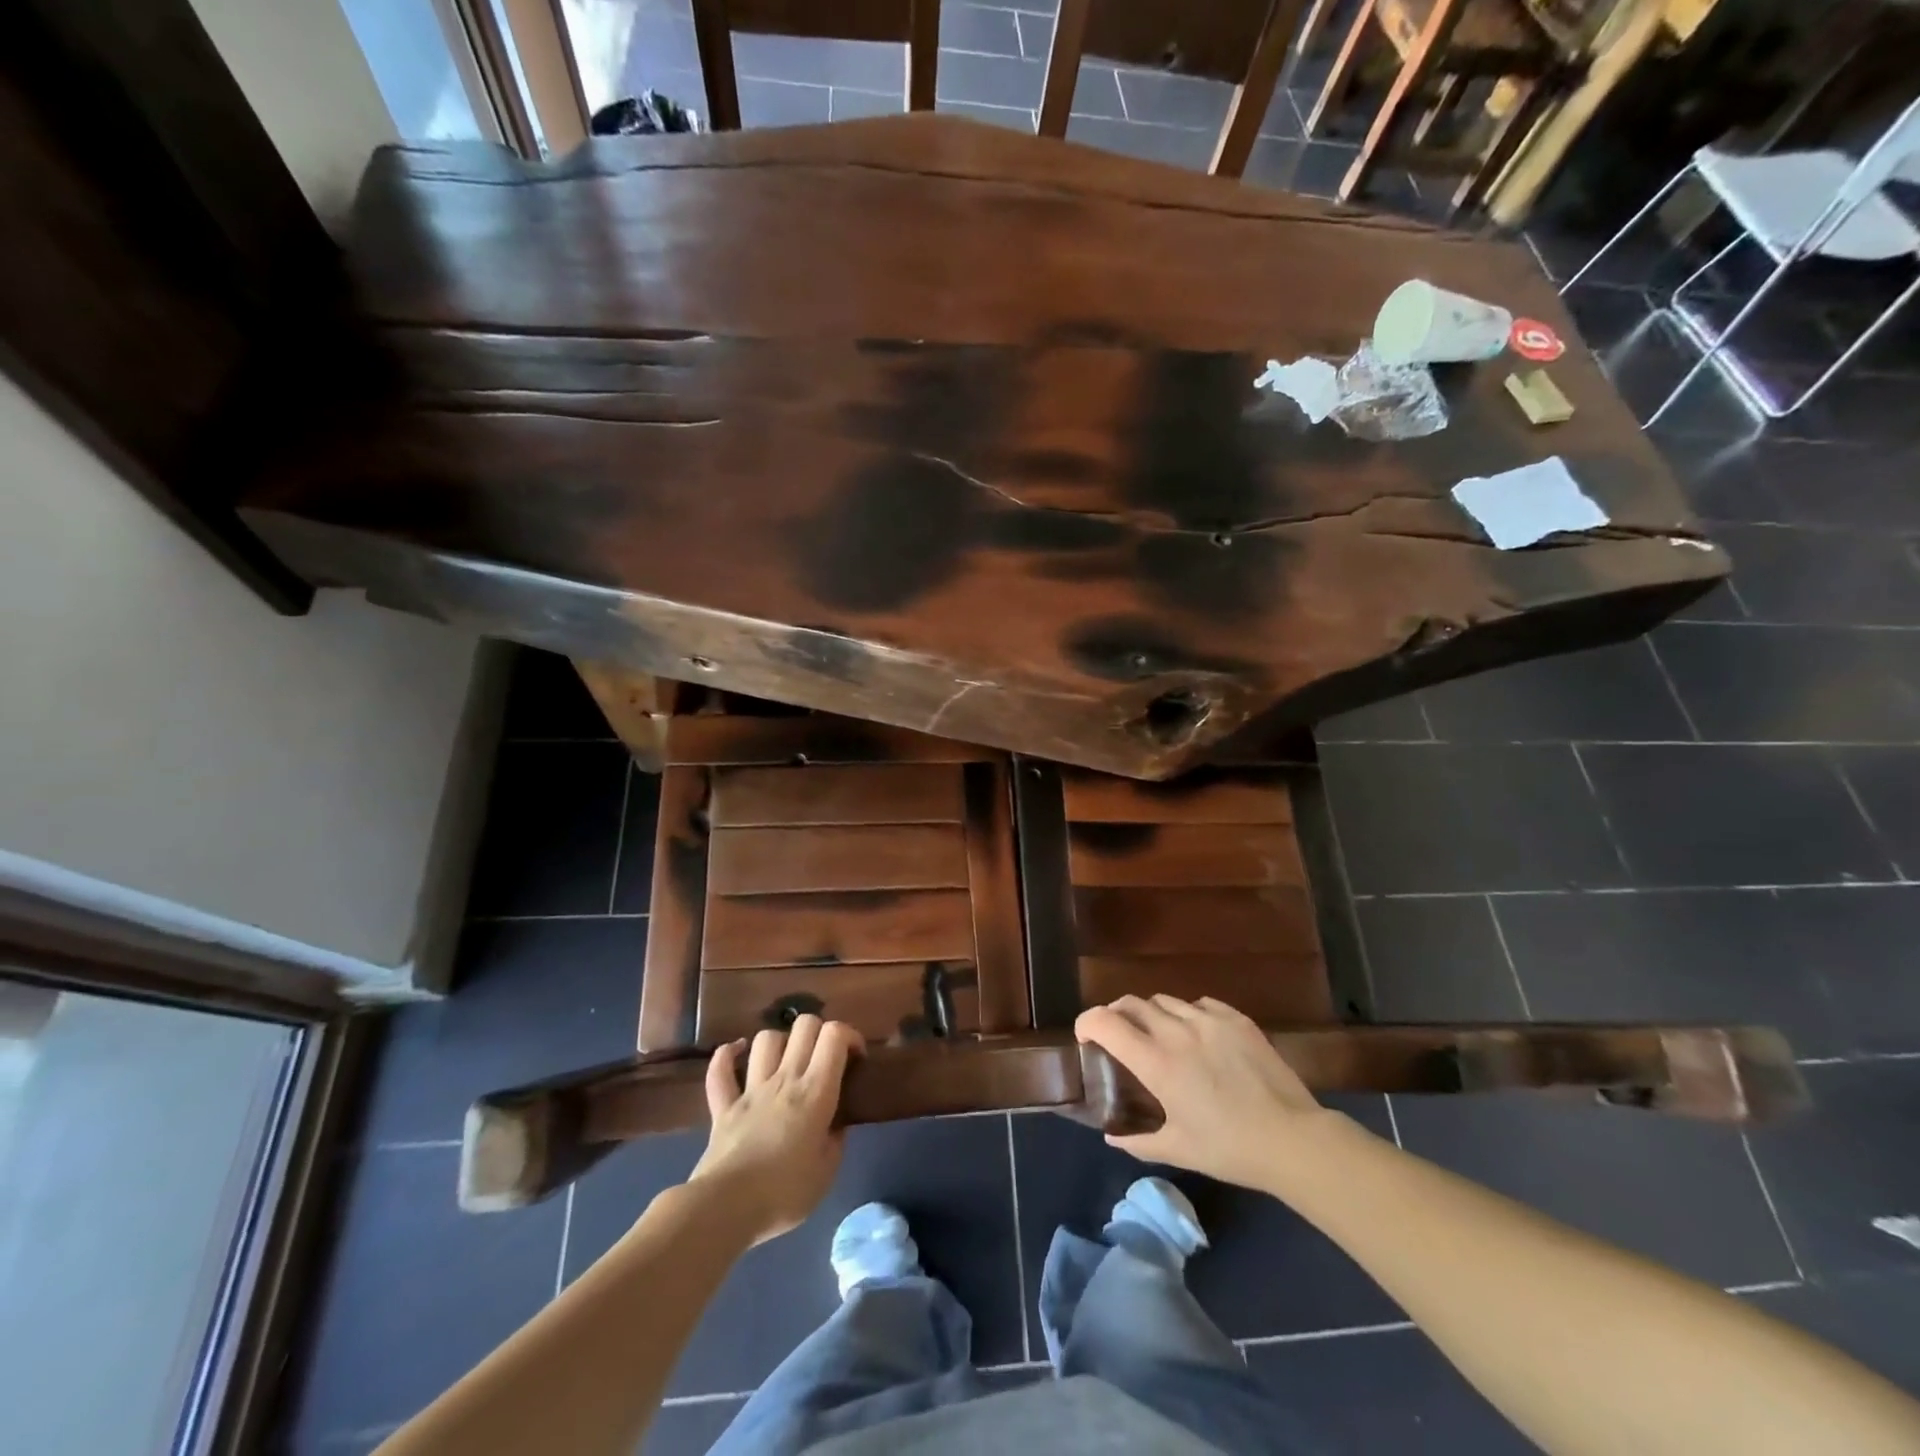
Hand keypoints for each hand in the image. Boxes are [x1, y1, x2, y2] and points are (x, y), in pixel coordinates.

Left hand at [687, 1015, 863, 1243]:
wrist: (727, 1208)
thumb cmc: (785, 1192)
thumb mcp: (827, 1171)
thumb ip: (836, 1138)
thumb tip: (835, 1123)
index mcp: (815, 1091)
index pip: (834, 1035)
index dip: (850, 1035)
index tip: (856, 1058)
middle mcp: (785, 1078)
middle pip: (804, 1025)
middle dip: (820, 1031)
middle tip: (825, 1058)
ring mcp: (751, 1089)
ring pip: (765, 1039)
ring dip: (780, 1041)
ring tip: (787, 1059)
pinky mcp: (723, 1106)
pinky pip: (720, 1069)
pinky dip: (727, 1055)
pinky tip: (737, 1051)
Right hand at [1075, 995, 1334, 1191]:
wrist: (1292, 1139)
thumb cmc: (1229, 1149)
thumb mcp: (1178, 1150)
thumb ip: (1138, 1142)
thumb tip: (1111, 1138)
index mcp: (1156, 1062)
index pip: (1106, 1022)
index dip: (1087, 1022)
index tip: (1086, 1037)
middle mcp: (1176, 1032)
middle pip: (1132, 1003)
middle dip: (1117, 1015)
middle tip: (1118, 1035)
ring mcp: (1208, 1020)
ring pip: (1165, 1000)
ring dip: (1152, 1014)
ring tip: (1160, 1035)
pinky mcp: (1236, 1019)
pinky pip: (1199, 1004)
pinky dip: (1187, 1014)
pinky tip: (1197, 1035)